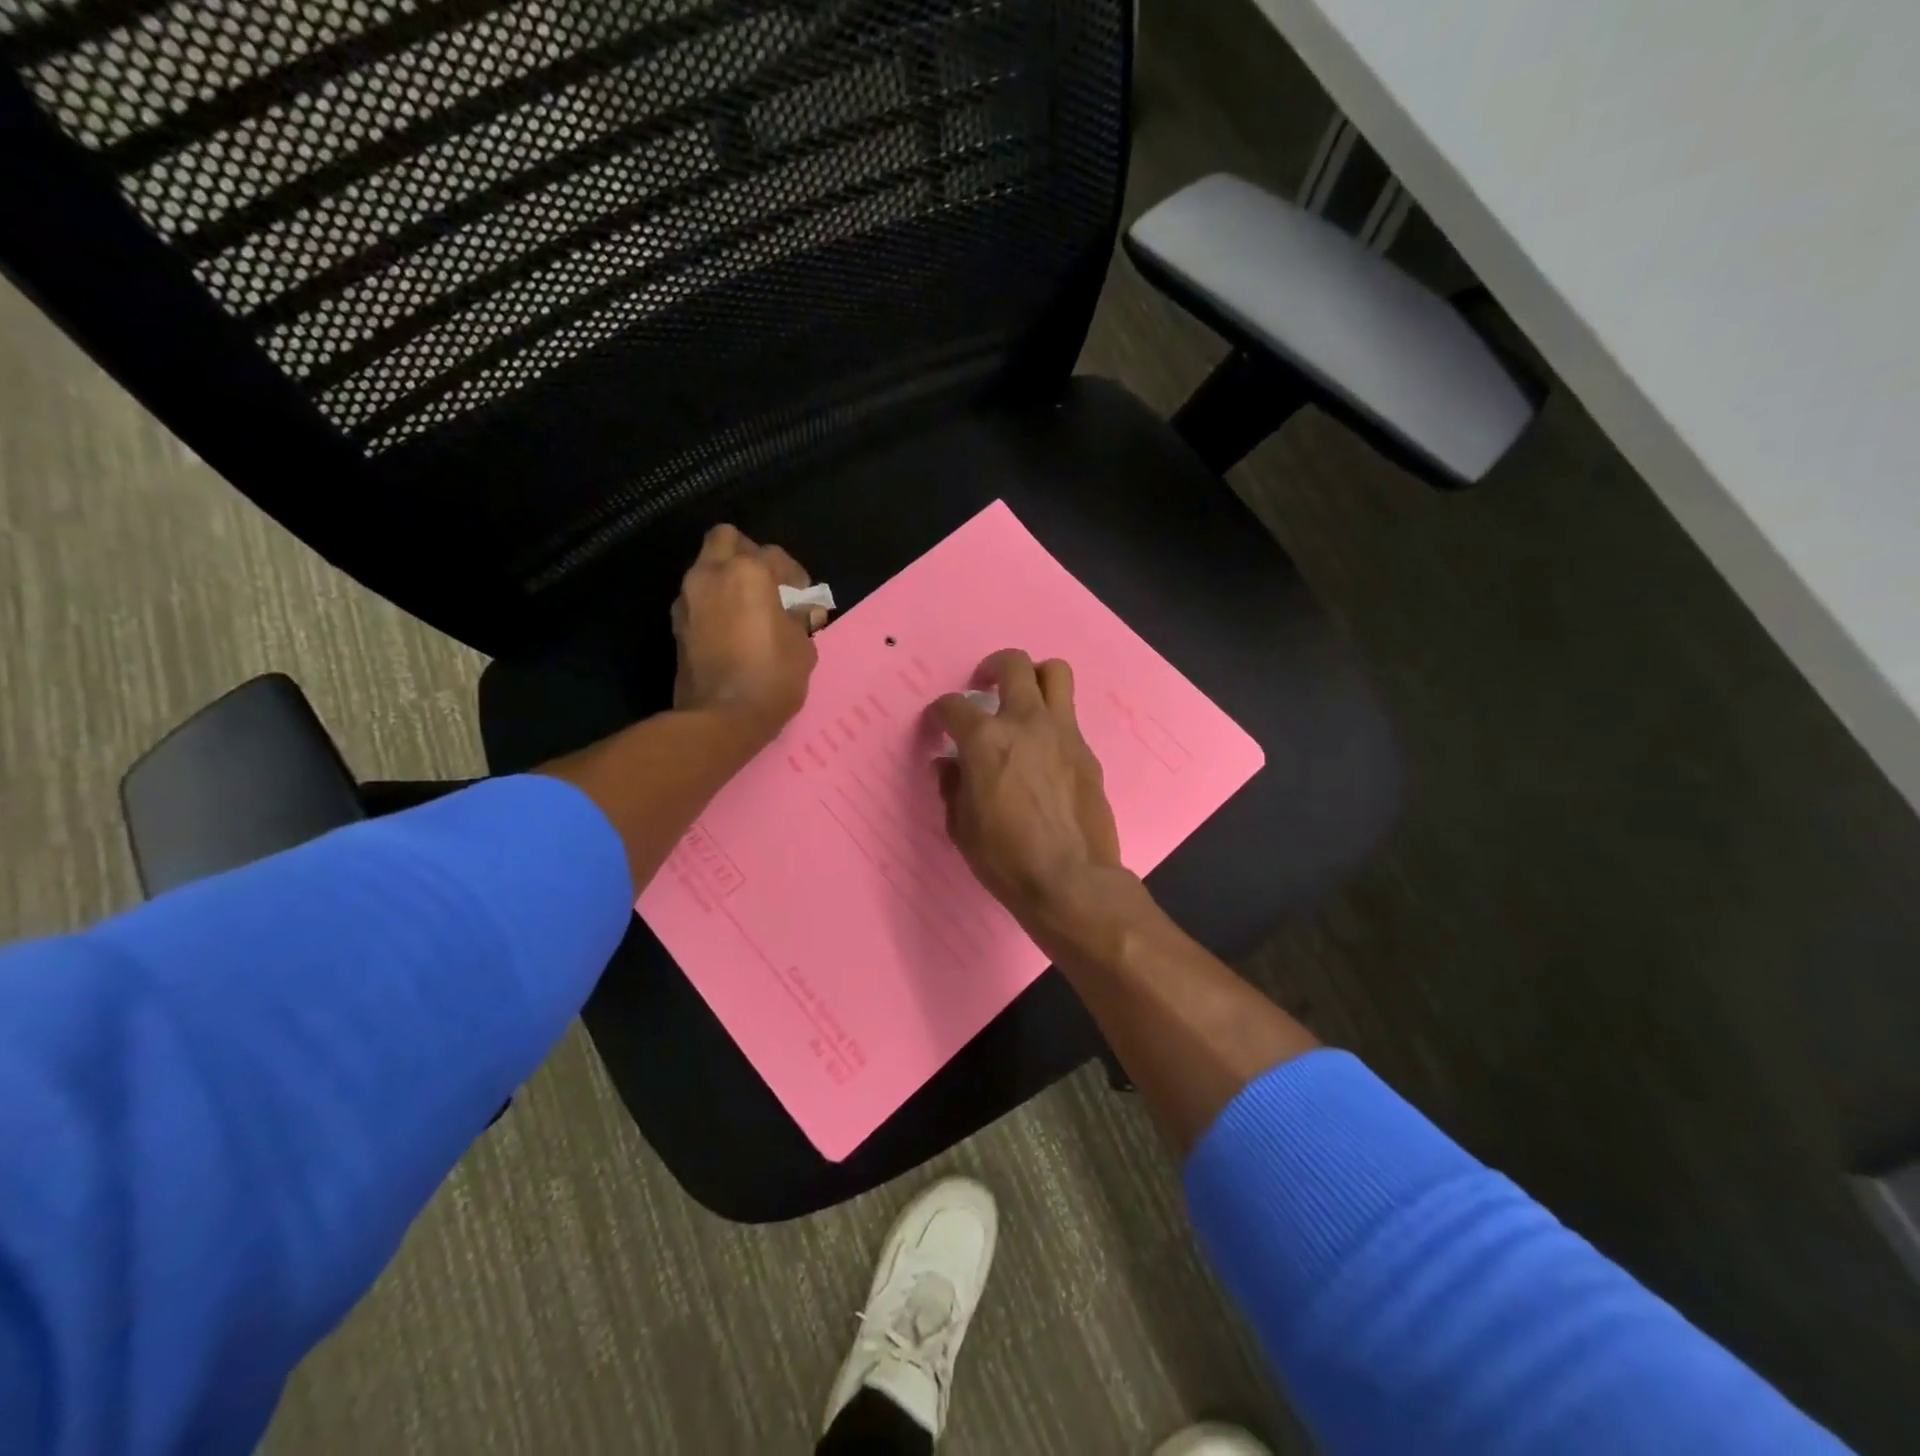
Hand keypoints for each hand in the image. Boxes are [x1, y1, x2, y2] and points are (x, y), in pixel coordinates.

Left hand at [672, 524, 823, 742]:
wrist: (721, 717)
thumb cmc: (772, 676)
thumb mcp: (803, 647)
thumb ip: (800, 619)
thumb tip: (800, 612)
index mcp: (748, 572)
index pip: (774, 555)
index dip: (794, 575)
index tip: (803, 598)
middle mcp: (712, 575)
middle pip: (726, 539)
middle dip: (748, 554)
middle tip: (767, 583)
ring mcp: (688, 598)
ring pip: (706, 567)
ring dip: (726, 578)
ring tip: (749, 608)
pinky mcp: (677, 624)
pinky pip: (698, 598)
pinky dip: (714, 603)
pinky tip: (731, 628)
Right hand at [932, 650, 1125, 936]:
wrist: (1071, 880)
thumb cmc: (1006, 858)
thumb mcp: (962, 827)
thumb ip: (953, 787)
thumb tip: (949, 765)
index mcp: (986, 740)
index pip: (954, 706)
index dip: (941, 711)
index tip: (939, 722)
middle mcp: (1026, 722)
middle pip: (1014, 664)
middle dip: (993, 666)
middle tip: (985, 685)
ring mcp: (1063, 733)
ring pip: (1055, 674)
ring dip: (1035, 677)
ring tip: (1023, 699)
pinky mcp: (1087, 751)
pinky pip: (1069, 718)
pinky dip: (1052, 723)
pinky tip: (1044, 752)